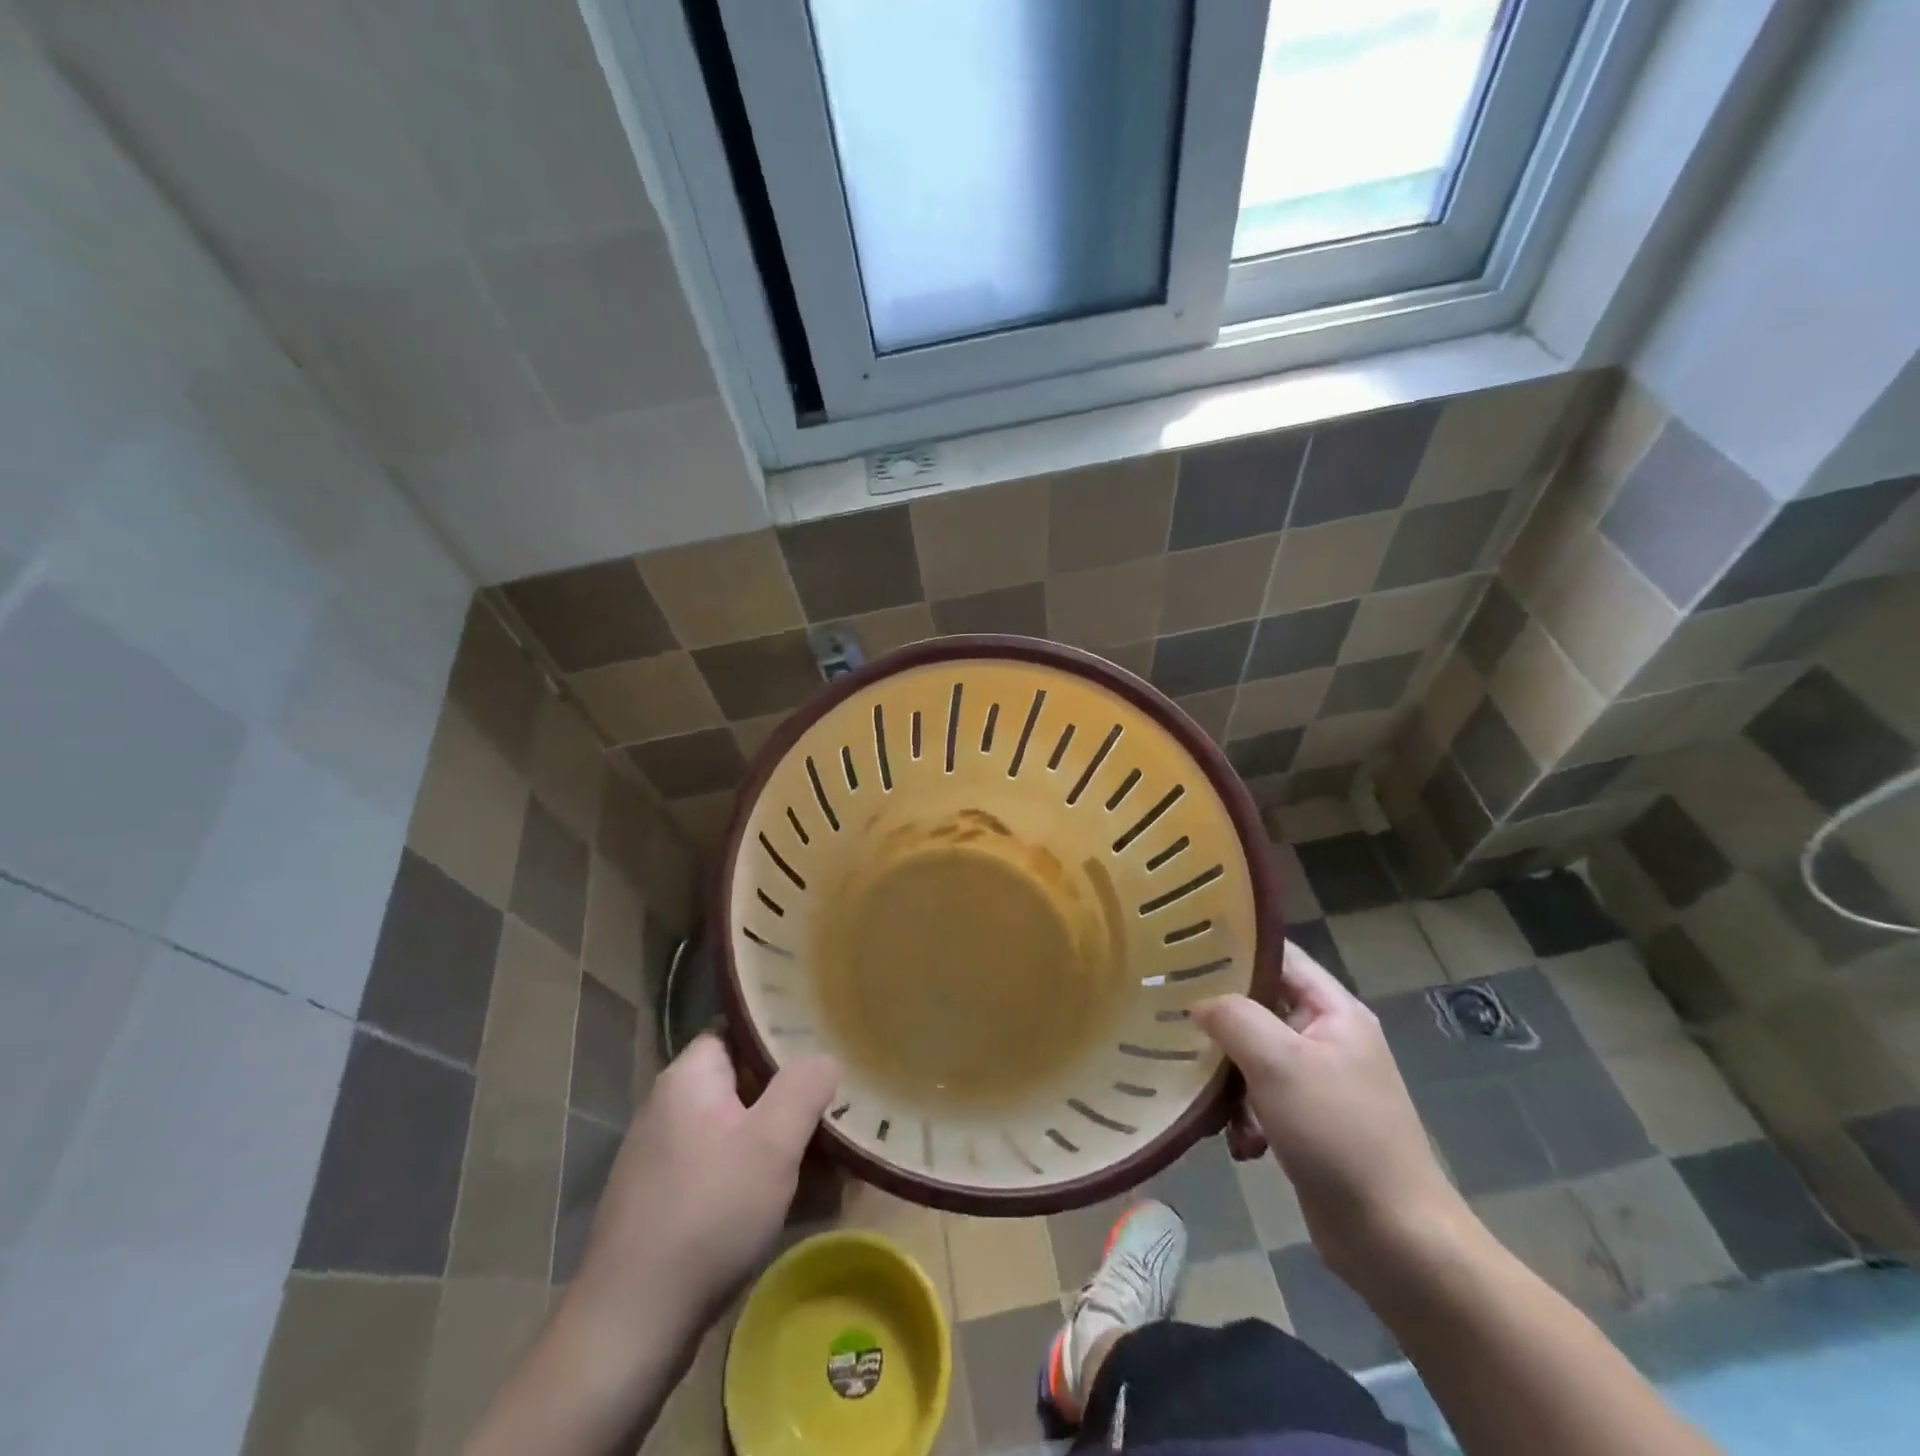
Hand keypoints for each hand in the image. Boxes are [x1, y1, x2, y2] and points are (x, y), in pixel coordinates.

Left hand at [570, 1034, 839, 1340]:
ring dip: (782, 1144)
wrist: (630, 1326)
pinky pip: (724, 1170)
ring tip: (829, 1164)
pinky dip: (759, 1178)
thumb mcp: (773, 1142)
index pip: (741, 1031)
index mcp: (689, 1077)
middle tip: (837, 1113)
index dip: (784, 1036)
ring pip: (739, 1131)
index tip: (826, 1049)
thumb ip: (805, 1086)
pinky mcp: (666, 1202)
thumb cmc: (709, 1214)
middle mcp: (671, 1107)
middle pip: (745, 1083)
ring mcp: (665, 1157)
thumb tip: (824, 1058)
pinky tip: (795, 1204)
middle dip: (793, 1100)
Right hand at [1194, 942, 1467, 1281]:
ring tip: (1212, 1102)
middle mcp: (1329, 1038)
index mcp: (1335, 1011)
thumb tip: (1199, 1004)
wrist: (1395, 1240)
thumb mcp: (1279, 1063)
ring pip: (1255, 1056)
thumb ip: (1234, 1017)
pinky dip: (1246, 1115)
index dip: (1235, 949)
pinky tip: (1240, 1142)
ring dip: (1229, 1078)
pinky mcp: (1310, 1123)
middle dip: (1221, 1020)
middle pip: (1261, 1007)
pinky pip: (1263, 1098)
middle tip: (1175, 1021)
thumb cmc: (1339, 1134)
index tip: (1184, 952)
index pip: (1279, 957)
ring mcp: (1321, 1082)